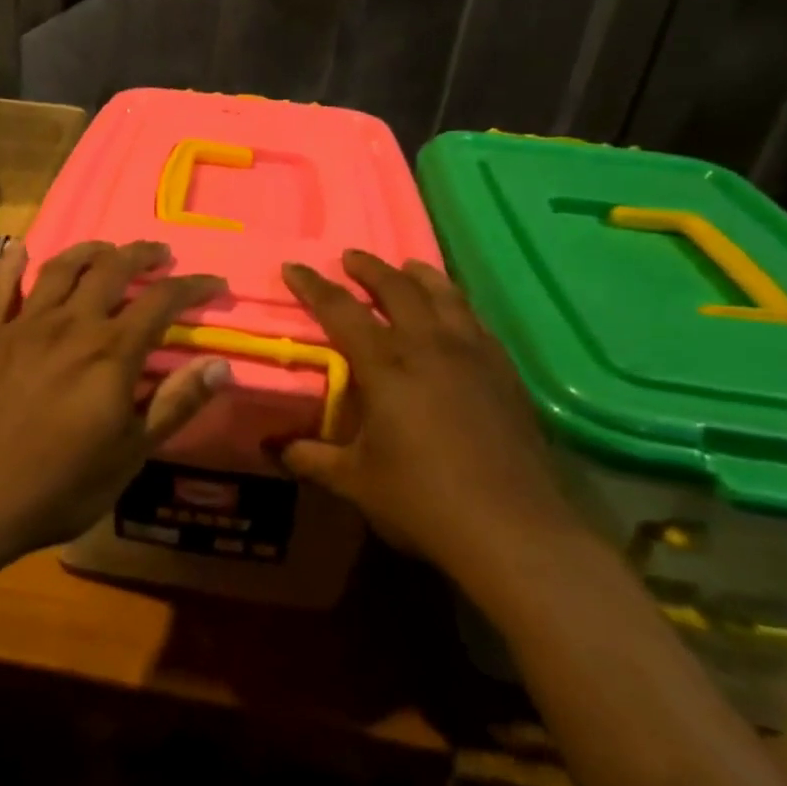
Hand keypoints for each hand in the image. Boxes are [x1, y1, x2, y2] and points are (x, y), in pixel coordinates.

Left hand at [0, 239, 230, 568]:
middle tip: (161, 255)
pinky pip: (2, 287)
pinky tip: (20, 247)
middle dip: (142, 255)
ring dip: (90, 250)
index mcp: (110, 352)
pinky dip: (13, 263)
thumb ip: (175, 404)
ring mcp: (26, 325)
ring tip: (108, 249)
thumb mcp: (130, 454)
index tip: (215, 284)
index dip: (192, 287)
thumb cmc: (60, 485)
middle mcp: (71, 324)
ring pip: (62, 268)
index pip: (161, 300)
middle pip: (112, 269)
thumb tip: (221, 364)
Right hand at [276, 250, 587, 597]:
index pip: (341, 310)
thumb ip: (310, 458)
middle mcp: (429, 346)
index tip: (293, 266)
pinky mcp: (504, 371)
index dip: (313, 286)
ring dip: (419, 275)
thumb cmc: (423, 501)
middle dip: (369, 268)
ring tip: (407, 267)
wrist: (514, 529)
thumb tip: (272, 449)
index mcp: (386, 366)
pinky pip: (475, 320)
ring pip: (444, 295)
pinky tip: (454, 315)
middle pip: (397, 288)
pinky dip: (455, 304)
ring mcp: (473, 354)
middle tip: (351, 256)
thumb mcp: (355, 481)